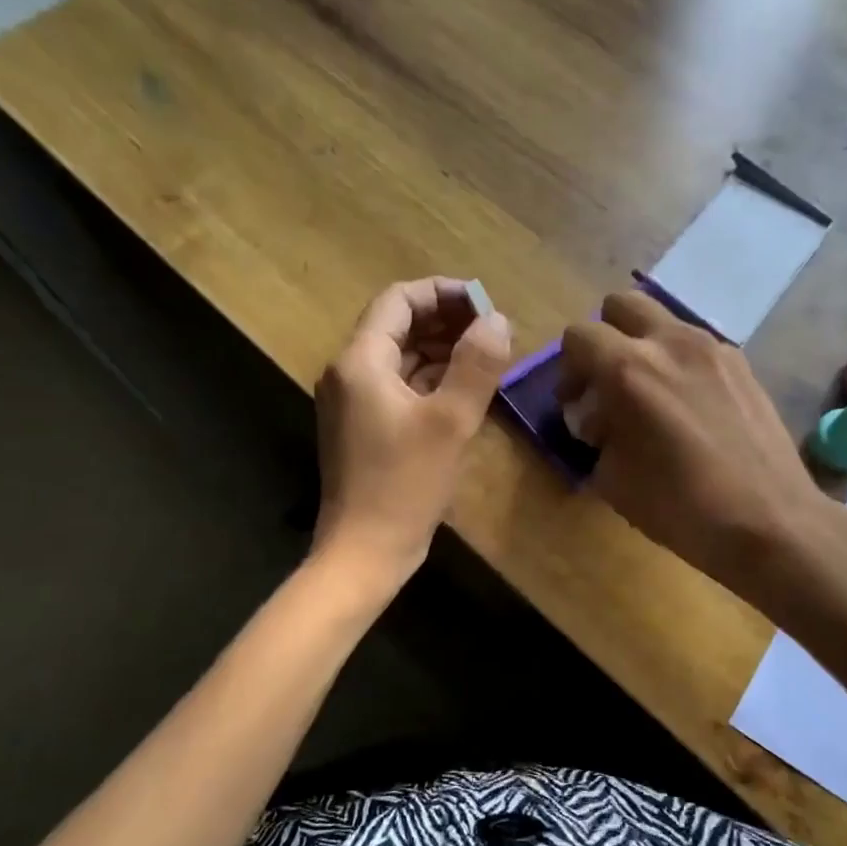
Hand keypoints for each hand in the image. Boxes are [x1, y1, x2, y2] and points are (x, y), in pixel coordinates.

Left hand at [314, 278, 512, 583]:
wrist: (365, 552)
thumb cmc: (405, 485)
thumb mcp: (450, 421)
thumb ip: (476, 364)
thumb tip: (497, 319)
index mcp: (361, 361)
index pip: (400, 300)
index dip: (444, 293)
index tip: (486, 304)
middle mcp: (349, 373)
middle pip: (398, 326)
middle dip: (446, 320)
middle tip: (493, 330)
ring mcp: (354, 403)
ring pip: (401, 358)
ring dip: (442, 350)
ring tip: (487, 355)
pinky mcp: (365, 429)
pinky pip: (400, 388)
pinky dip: (431, 380)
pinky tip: (465, 389)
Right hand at [557, 290, 819, 592]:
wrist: (769, 520)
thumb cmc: (681, 507)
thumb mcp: (614, 481)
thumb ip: (597, 437)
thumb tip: (600, 421)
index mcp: (629, 369)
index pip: (579, 336)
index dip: (567, 369)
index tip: (575, 403)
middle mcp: (670, 343)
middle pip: (621, 305)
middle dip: (605, 338)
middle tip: (607, 383)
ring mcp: (713, 348)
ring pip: (663, 322)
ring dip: (645, 347)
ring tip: (650, 397)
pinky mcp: (742, 364)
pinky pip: (696, 347)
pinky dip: (679, 364)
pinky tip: (689, 409)